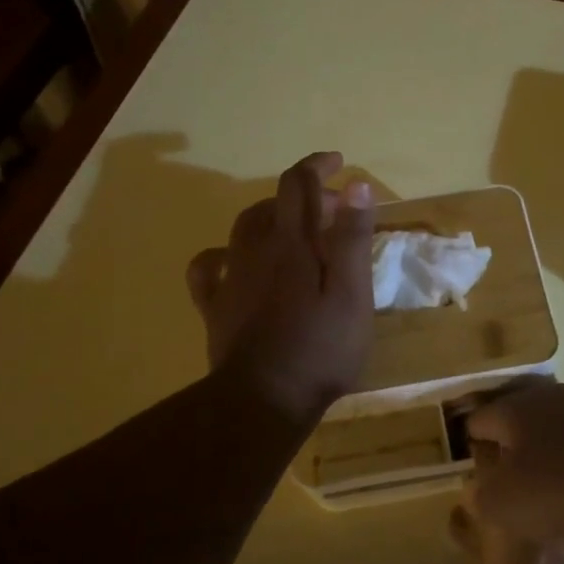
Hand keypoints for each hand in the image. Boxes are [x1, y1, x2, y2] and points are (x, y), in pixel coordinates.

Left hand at [186, 152, 374, 424]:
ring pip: (243, 228)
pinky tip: (234, 261)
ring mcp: (231, 278)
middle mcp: (256, 250)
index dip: (317, 165)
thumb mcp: (352, 294)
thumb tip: (355, 184)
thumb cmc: (321, 349)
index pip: (298, 183)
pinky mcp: (215, 307)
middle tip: (335, 214)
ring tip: (295, 231)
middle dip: (304, 196)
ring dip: (270, 217)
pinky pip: (207, 267)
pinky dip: (222, 253)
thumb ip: (352, 238)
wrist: (265, 400)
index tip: (339, 164)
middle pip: (273, 203)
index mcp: (292, 244)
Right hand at [461, 382, 563, 563]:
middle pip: (520, 429)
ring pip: (557, 442)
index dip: (473, 451)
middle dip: (515, 464)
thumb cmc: (563, 489)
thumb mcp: (504, 505)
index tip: (480, 481)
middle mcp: (550, 397)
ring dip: (551, 473)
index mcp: (514, 408)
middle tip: (519, 500)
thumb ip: (481, 495)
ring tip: (559, 517)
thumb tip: (479, 489)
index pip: (477, 421)